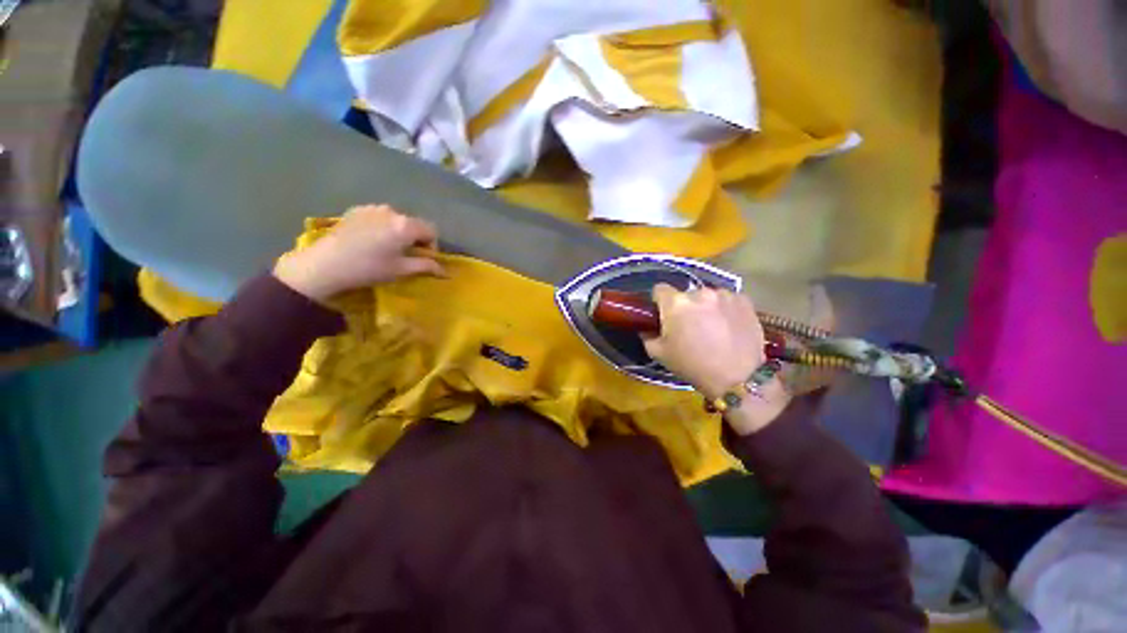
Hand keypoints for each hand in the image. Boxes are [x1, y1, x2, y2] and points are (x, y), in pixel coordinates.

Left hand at [274, 205, 445, 301]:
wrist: (325, 264)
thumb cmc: (369, 268)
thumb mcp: (401, 270)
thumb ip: (426, 266)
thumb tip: (445, 271)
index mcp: (406, 225)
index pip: (432, 230)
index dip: (431, 246)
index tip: (421, 258)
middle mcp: (392, 211)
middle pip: (414, 224)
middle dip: (415, 239)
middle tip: (404, 255)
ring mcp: (373, 208)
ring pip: (397, 220)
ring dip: (399, 232)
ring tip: (386, 248)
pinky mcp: (357, 210)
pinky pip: (380, 216)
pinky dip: (382, 227)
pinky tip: (370, 240)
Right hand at [643, 284, 790, 434]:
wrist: (737, 378)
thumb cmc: (692, 365)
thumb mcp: (659, 354)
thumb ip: (647, 336)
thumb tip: (647, 328)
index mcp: (675, 303)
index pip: (659, 289)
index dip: (659, 302)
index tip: (663, 315)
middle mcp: (699, 292)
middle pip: (685, 295)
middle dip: (684, 307)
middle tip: (688, 326)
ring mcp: (724, 295)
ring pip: (707, 296)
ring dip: (705, 307)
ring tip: (711, 328)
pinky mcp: (744, 301)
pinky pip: (727, 300)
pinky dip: (724, 309)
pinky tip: (728, 326)